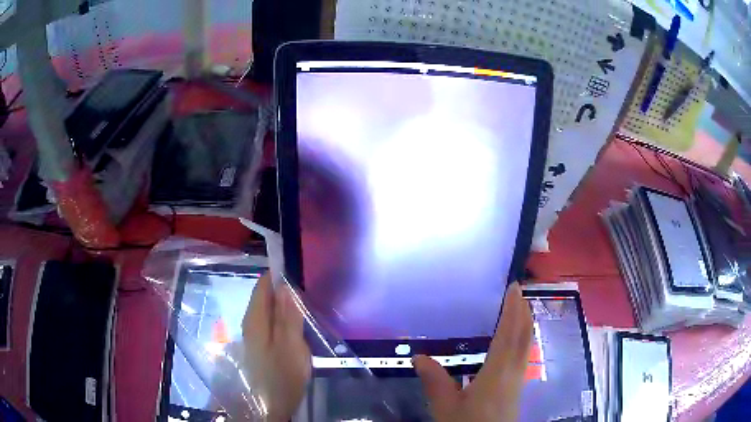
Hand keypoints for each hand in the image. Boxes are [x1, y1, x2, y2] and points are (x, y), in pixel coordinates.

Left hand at [243, 273, 311, 420]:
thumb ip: (287, 315)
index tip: (302, 272)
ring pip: (270, 309)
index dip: (281, 274)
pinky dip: (285, 318)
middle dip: (286, 290)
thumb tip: (285, 284)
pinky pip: (272, 322)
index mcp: (255, 317)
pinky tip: (299, 325)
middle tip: (311, 291)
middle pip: (266, 296)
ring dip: (287, 305)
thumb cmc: (281, 376)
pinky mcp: (261, 344)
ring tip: (309, 305)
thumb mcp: (290, 345)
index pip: (264, 284)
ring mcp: (255, 334)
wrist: (269, 406)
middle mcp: (251, 321)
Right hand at [413, 283, 532, 421]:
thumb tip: (419, 357)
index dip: (512, 309)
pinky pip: (523, 354)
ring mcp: (518, 379)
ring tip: (517, 309)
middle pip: (524, 336)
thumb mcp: (446, 407)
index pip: (508, 334)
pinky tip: (513, 342)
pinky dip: (522, 339)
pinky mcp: (517, 387)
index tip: (513, 287)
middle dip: (523, 311)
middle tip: (518, 292)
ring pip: (526, 344)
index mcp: (497, 372)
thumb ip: (435, 382)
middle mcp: (513, 371)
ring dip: (525, 324)